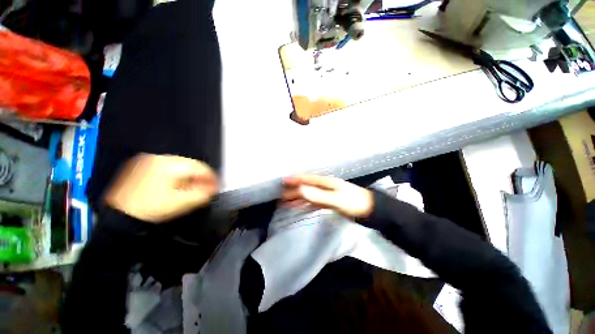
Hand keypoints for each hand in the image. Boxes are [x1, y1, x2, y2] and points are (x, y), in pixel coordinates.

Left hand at [105, 154, 218, 222]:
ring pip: (178, 166)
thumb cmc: (151, 210)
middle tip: (206, 188)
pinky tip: (177, 185)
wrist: (119, 217)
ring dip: (189, 176)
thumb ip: (203, 193)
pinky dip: (176, 175)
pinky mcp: (141, 166)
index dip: (211, 176)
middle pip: (189, 165)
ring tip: (192, 188)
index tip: (217, 185)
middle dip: (200, 176)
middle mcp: (157, 158)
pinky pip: (166, 167)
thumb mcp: (182, 203)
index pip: (198, 167)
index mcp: (167, 165)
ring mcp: (147, 161)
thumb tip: (214, 187)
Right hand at [281, 175, 373, 218]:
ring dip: (298, 198)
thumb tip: (300, 189)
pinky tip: (299, 207)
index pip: (307, 179)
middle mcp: (325, 186)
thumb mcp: (336, 199)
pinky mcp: (329, 203)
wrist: (371, 211)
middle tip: (280, 196)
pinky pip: (314, 202)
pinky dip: (305, 204)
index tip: (283, 181)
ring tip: (286, 202)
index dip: (295, 180)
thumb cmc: (354, 203)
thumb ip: (318, 195)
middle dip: (293, 191)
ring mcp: (327, 195)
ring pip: (309, 195)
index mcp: (327, 182)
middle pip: (306, 187)